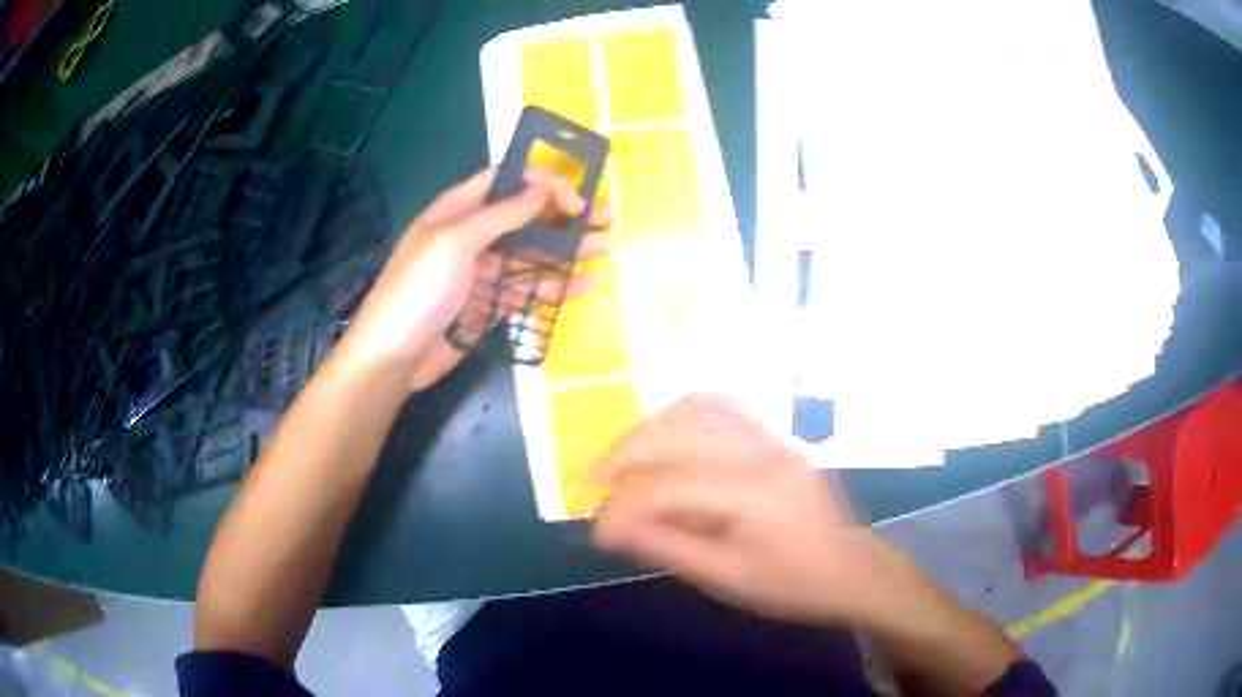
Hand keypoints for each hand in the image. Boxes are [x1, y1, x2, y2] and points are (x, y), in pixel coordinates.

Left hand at [343, 167, 613, 388]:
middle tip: (607, 220)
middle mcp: (471, 235)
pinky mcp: (488, 305)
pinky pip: (526, 289)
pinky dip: (553, 286)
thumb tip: (542, 188)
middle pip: (525, 217)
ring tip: (606, 248)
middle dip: (565, 216)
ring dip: (567, 250)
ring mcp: (481, 272)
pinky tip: (583, 284)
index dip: (541, 182)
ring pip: (531, 254)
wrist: (394, 356)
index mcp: (457, 210)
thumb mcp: (455, 241)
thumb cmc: (418, 289)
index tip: (576, 197)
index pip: (505, 181)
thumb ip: (501, 214)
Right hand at [592, 395, 944, 630]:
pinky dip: (685, 412)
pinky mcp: (777, 435)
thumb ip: (668, 548)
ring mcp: (772, 436)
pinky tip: (665, 430)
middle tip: (591, 485)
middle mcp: (760, 451)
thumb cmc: (793, 584)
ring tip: (620, 458)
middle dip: (622, 459)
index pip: (667, 488)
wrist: (852, 568)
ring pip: (694, 410)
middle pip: (674, 436)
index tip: (596, 532)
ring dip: (648, 430)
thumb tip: (610, 530)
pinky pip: (724, 404)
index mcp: (752, 493)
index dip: (622, 508)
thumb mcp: (727, 579)